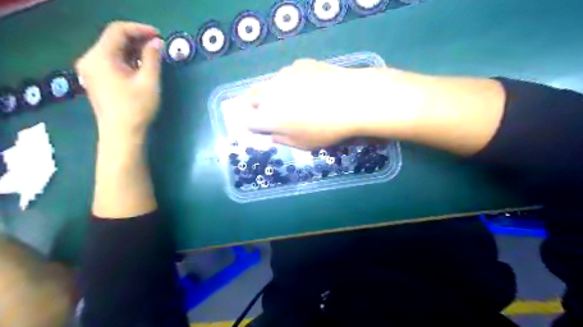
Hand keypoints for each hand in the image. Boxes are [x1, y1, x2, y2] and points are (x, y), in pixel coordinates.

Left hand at [75, 21, 163, 140]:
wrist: (121, 134)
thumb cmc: (136, 108)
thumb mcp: (149, 82)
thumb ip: (152, 59)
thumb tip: (157, 43)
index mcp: (100, 57)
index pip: (118, 31)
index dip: (140, 29)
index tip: (159, 36)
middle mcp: (90, 59)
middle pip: (113, 39)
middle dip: (137, 40)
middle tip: (159, 46)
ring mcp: (91, 70)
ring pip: (113, 51)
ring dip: (133, 50)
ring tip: (154, 56)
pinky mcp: (97, 80)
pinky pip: (111, 62)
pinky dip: (127, 60)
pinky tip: (141, 67)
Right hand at [243, 59, 418, 148]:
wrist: (351, 99)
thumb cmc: (326, 129)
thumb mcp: (304, 144)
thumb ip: (283, 140)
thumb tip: (273, 136)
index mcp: (269, 117)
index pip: (248, 121)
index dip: (253, 125)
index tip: (261, 127)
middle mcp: (270, 93)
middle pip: (253, 96)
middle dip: (257, 104)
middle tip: (273, 111)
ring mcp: (284, 75)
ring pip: (271, 83)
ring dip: (276, 91)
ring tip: (298, 97)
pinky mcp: (300, 64)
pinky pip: (289, 74)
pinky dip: (294, 81)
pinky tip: (313, 86)